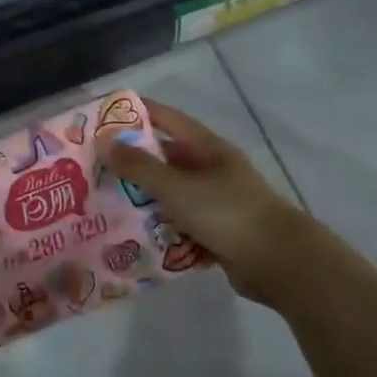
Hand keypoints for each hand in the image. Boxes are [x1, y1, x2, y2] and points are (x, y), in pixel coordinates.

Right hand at [100, 99, 312, 305]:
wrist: (281, 264)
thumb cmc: (227, 213)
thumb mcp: (177, 187)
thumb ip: (139, 166)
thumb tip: (104, 140)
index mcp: (208, 148)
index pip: (167, 118)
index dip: (137, 112)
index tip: (104, 114)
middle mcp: (213, 170)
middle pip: (166, 157)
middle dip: (133, 159)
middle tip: (96, 164)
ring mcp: (217, 201)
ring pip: (171, 192)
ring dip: (143, 196)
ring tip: (105, 200)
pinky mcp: (218, 232)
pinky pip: (180, 223)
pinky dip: (160, 226)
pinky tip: (132, 233)